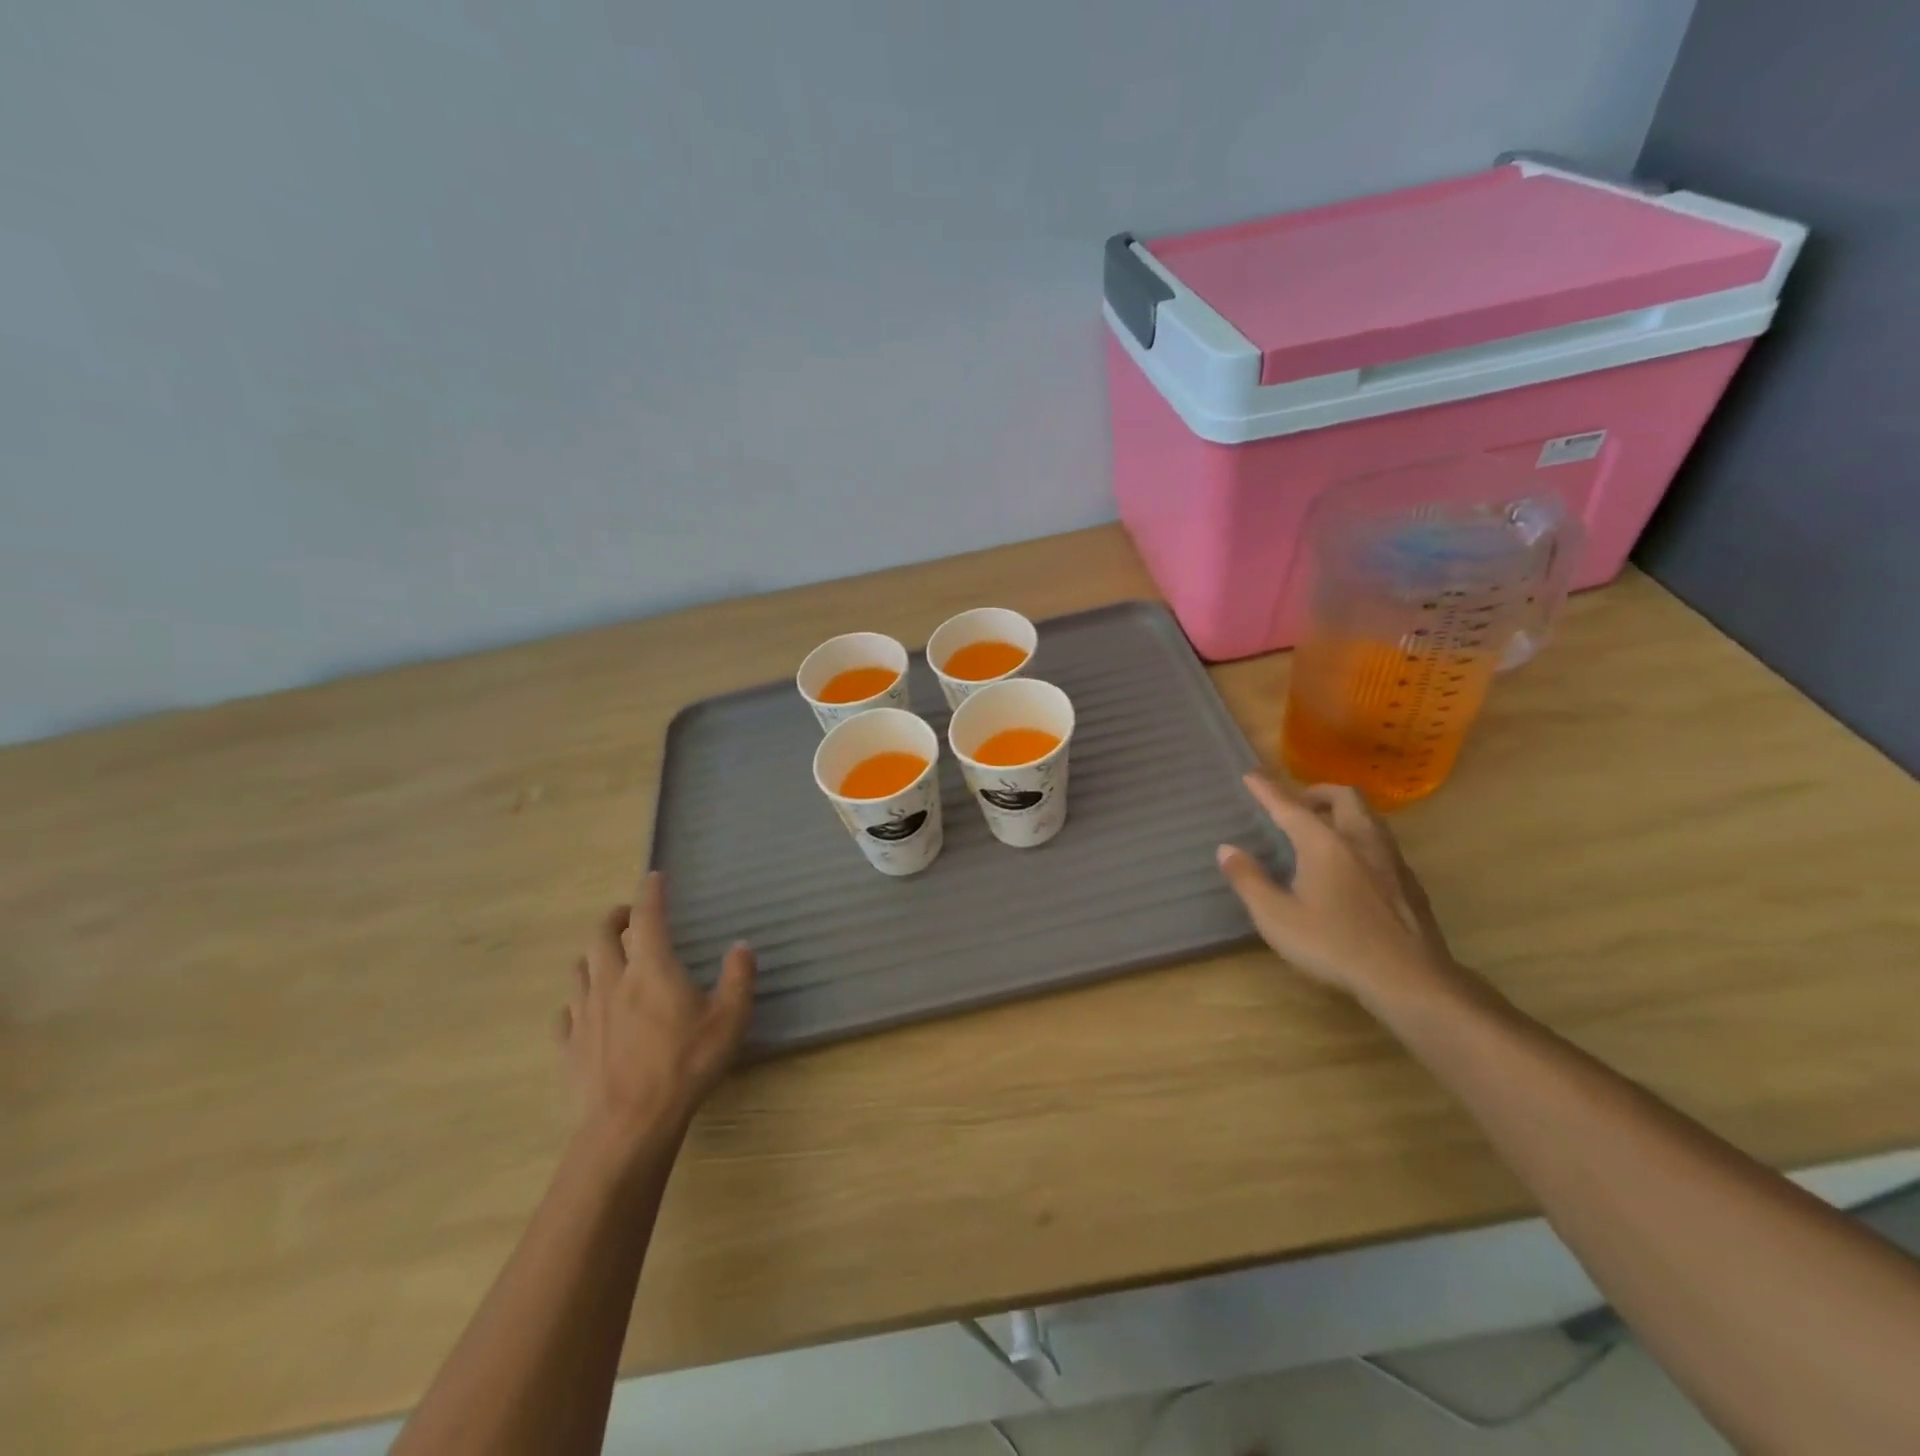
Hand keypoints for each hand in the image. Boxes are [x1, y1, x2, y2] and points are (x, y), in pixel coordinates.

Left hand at [559, 872, 755, 1164]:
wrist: (628, 1126)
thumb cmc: (685, 1066)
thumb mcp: (729, 1020)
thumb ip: (739, 978)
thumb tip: (741, 946)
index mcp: (651, 968)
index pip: (648, 916)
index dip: (651, 892)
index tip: (654, 877)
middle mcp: (612, 981)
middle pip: (601, 936)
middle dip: (614, 918)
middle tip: (628, 918)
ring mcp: (584, 1014)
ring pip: (579, 969)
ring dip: (593, 955)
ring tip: (607, 958)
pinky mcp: (568, 1046)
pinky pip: (565, 1012)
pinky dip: (577, 1000)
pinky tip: (586, 1010)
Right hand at [1216, 776, 1461, 1009]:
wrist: (1409, 979)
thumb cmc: (1334, 945)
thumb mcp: (1276, 918)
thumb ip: (1248, 880)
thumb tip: (1226, 849)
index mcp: (1324, 844)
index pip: (1290, 807)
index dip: (1268, 790)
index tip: (1251, 775)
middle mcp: (1360, 841)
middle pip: (1344, 797)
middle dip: (1317, 792)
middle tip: (1297, 804)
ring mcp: (1390, 860)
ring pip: (1368, 817)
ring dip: (1343, 812)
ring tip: (1323, 829)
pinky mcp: (1409, 883)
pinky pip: (1381, 842)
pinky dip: (1360, 837)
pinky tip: (1352, 866)